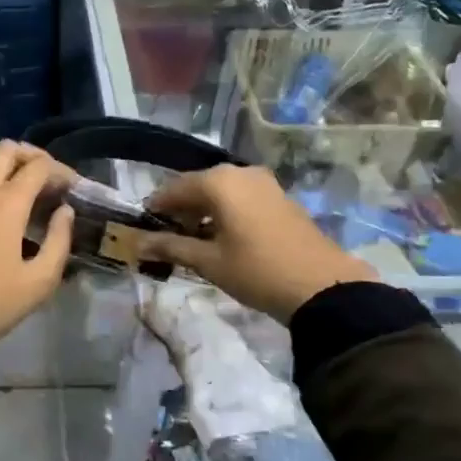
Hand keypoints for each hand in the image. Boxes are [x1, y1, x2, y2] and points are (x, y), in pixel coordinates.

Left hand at [0, 141, 75, 346]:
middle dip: (32, 155)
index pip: (38, 167)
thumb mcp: (39, 281)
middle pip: (6, 150)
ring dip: (5, 159)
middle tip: (49, 175)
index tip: (73, 185)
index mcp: (6, 204)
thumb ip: (59, 241)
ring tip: (23, 178)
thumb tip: (64, 212)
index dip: (60, 170)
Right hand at [136, 164, 375, 319]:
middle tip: (168, 236)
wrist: (323, 287)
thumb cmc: (257, 271)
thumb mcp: (209, 262)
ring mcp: (264, 183)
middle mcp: (240, 173)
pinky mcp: (280, 197)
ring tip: (195, 240)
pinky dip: (226, 211)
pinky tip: (224, 237)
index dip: (157, 207)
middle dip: (181, 209)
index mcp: (218, 182)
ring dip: (204, 211)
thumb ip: (171, 247)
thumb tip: (138, 244)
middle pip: (198, 186)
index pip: (174, 188)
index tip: (144, 226)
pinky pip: (242, 197)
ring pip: (221, 191)